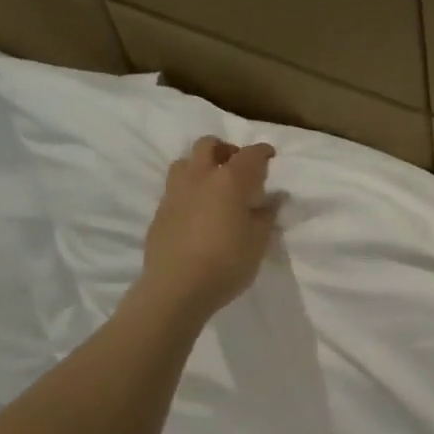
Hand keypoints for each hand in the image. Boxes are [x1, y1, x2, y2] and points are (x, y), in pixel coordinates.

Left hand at [137, 137, 276, 320]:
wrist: (176, 288)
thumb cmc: (226, 263)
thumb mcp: (258, 241)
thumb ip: (266, 215)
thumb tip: (273, 198)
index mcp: (229, 181)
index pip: (249, 155)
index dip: (262, 152)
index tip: (270, 155)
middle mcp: (199, 177)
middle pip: (208, 145)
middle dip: (225, 149)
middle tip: (238, 166)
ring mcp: (175, 193)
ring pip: (185, 162)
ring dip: (201, 165)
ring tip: (213, 184)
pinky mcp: (160, 212)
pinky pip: (175, 188)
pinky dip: (189, 189)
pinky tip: (198, 210)